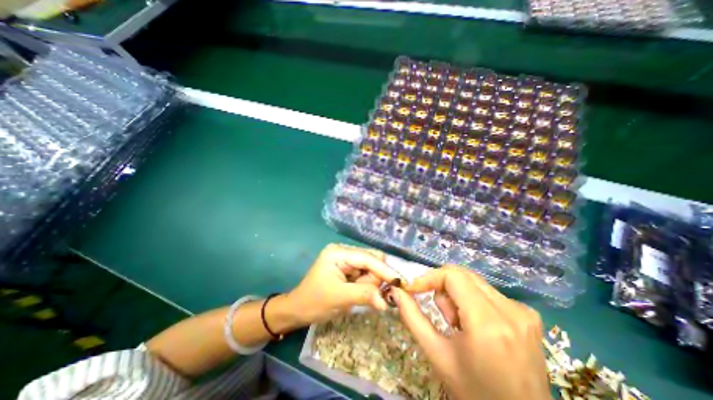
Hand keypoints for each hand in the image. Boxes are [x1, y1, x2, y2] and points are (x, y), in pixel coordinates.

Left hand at [290, 243, 399, 325]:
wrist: (298, 309)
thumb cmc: (314, 302)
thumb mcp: (339, 298)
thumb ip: (364, 295)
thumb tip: (386, 302)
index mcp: (338, 252)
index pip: (367, 258)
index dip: (384, 270)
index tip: (400, 282)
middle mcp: (344, 251)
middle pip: (371, 260)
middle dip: (375, 278)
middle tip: (373, 295)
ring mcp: (346, 259)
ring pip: (371, 267)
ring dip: (371, 283)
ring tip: (357, 294)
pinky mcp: (348, 268)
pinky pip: (366, 273)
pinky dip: (367, 284)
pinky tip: (359, 292)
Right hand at [390, 265, 549, 399]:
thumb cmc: (474, 392)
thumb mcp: (437, 355)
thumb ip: (412, 317)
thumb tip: (396, 291)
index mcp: (488, 324)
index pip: (452, 276)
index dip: (429, 277)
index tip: (413, 289)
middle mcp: (511, 311)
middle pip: (463, 275)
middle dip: (443, 288)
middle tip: (443, 317)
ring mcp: (523, 311)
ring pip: (474, 281)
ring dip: (457, 295)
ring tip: (459, 324)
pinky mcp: (528, 314)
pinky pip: (487, 292)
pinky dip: (472, 300)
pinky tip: (475, 325)